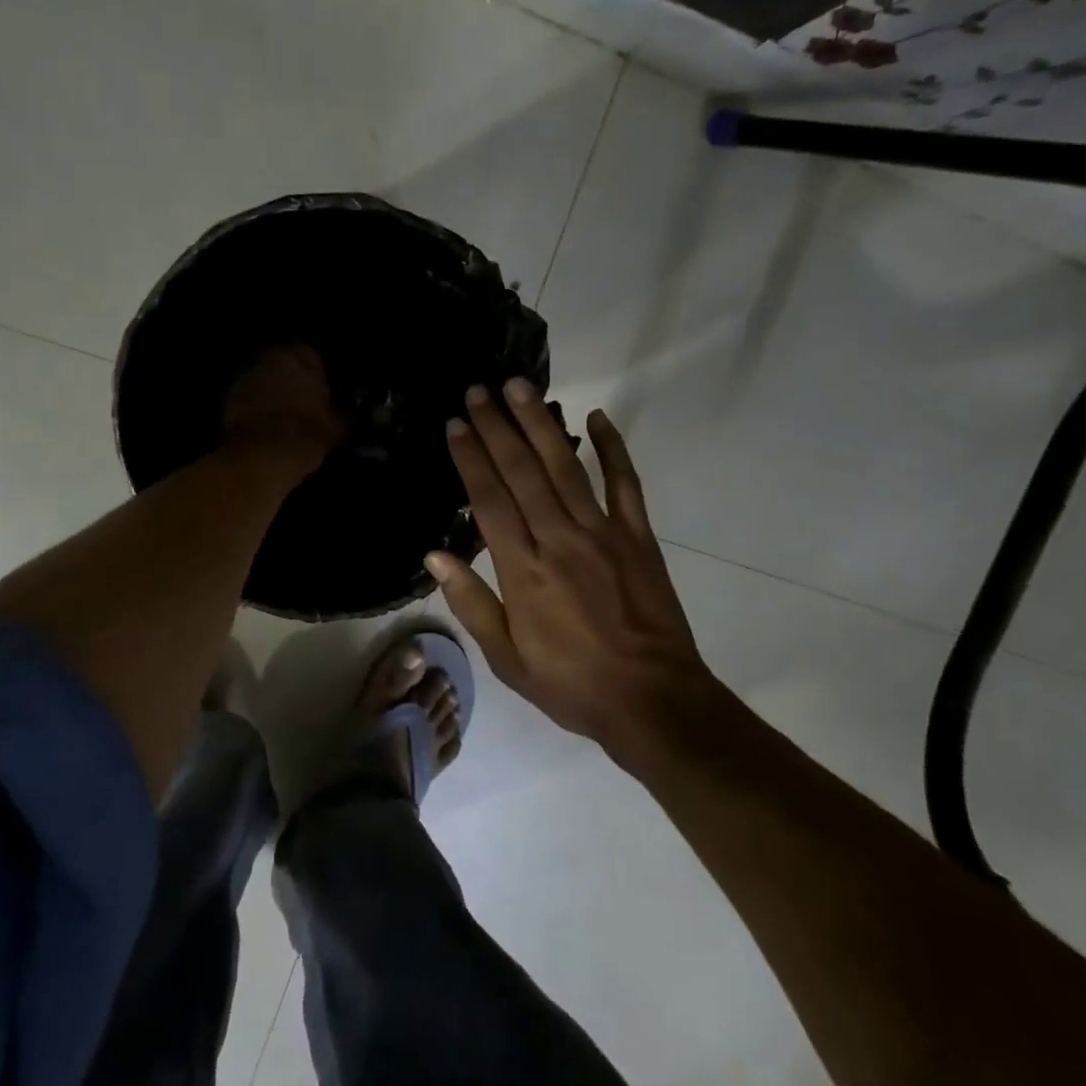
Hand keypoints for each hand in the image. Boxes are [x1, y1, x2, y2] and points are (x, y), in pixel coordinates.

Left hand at [222, 345, 345, 472]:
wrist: (262, 456)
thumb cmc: (307, 434)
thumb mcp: (339, 427)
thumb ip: (350, 415)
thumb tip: (363, 415)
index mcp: (301, 356)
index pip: (312, 356)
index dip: (318, 375)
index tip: (321, 393)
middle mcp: (270, 357)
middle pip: (283, 363)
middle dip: (291, 379)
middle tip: (301, 403)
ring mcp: (245, 375)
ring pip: (263, 378)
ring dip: (270, 391)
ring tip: (282, 416)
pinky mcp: (228, 397)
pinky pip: (246, 396)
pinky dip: (254, 406)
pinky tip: (263, 425)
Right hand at [427, 380, 723, 770]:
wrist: (651, 700)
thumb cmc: (570, 684)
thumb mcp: (507, 658)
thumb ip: (472, 602)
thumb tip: (435, 555)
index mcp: (522, 570)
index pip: (488, 499)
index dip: (470, 457)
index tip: (456, 424)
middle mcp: (558, 539)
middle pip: (522, 471)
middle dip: (497, 427)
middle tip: (478, 390)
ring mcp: (602, 533)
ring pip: (565, 466)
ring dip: (540, 424)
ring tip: (520, 386)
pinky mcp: (638, 536)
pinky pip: (625, 483)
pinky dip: (612, 448)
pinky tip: (597, 417)